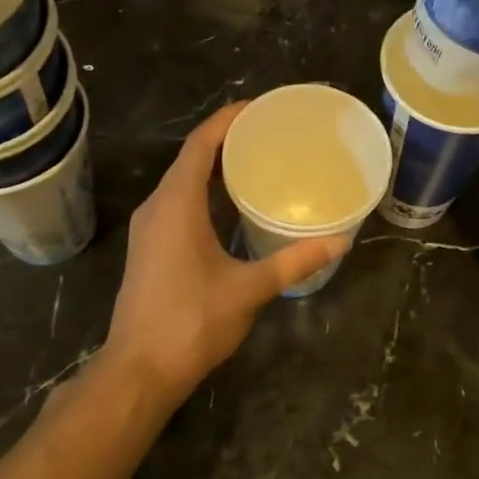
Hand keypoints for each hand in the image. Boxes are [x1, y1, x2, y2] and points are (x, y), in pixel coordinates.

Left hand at [102, 103, 346, 402]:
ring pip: (182, 181)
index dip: (227, 120)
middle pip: (190, 158)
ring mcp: (149, 229)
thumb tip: (340, 242)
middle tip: (268, 133)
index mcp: (176, 205)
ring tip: (256, 160)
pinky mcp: (150, 248)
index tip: (259, 107)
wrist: (139, 371)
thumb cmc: (191, 323)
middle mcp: (157, 207)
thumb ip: (294, 261)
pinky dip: (205, 191)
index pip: (200, 145)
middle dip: (226, 139)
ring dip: (214, 166)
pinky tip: (232, 204)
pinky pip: (178, 202)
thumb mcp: (249, 289)